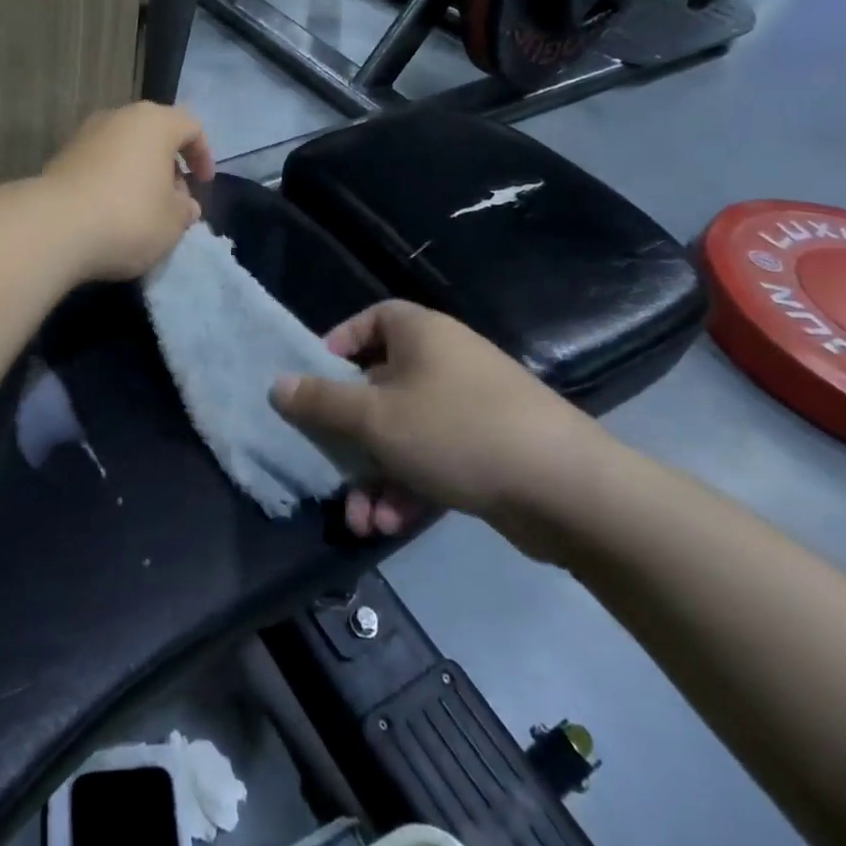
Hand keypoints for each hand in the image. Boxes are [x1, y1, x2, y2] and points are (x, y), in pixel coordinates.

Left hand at [42, 102, 214, 281]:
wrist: (54, 227)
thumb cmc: (128, 217)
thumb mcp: (172, 223)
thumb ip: (184, 210)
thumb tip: (184, 204)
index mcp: (154, 123)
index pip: (191, 126)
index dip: (203, 154)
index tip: (203, 184)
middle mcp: (118, 117)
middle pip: (154, 134)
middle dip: (168, 165)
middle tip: (173, 200)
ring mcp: (85, 134)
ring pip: (124, 148)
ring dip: (138, 173)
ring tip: (142, 209)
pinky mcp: (61, 157)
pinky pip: (99, 163)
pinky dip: (111, 180)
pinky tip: (110, 212)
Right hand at [272, 300, 599, 546]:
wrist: (568, 490)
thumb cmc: (457, 431)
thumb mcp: (374, 417)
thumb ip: (320, 402)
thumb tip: (276, 385)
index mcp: (420, 334)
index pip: (371, 320)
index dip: (338, 344)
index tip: (316, 381)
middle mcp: (445, 361)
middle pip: (379, 387)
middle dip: (350, 437)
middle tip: (330, 469)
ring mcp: (471, 407)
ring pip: (404, 433)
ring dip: (376, 475)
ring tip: (362, 518)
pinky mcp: (490, 450)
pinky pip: (434, 459)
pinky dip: (410, 488)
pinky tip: (391, 525)